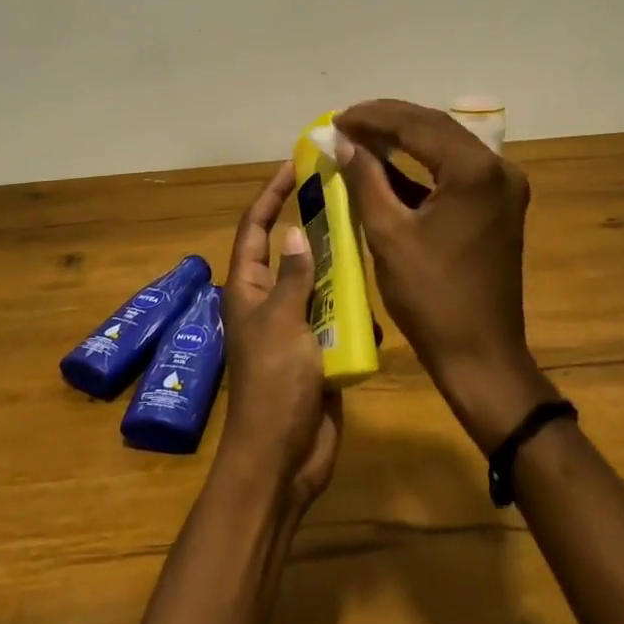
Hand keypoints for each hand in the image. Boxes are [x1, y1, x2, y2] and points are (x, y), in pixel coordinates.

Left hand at [218, 162, 342, 511]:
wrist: (283, 459)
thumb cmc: (274, 385)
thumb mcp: (282, 322)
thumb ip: (291, 276)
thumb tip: (293, 230)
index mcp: (248, 289)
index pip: (256, 228)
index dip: (271, 194)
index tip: (293, 165)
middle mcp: (270, 301)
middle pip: (290, 250)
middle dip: (314, 226)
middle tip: (347, 195)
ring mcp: (296, 326)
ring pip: (320, 282)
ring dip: (340, 268)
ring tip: (369, 239)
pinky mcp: (320, 351)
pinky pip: (338, 318)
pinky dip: (354, 310)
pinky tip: (374, 302)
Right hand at [333, 99, 554, 451]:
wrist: (481, 354)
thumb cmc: (431, 297)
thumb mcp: (387, 233)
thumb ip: (365, 178)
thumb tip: (342, 140)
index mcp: (474, 171)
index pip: (416, 126)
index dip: (372, 118)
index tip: (336, 119)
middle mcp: (497, 168)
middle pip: (435, 127)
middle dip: (388, 121)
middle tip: (345, 122)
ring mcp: (503, 186)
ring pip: (446, 145)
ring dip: (404, 138)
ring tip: (360, 135)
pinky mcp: (499, 204)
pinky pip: (456, 169)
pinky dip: (422, 164)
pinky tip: (389, 163)